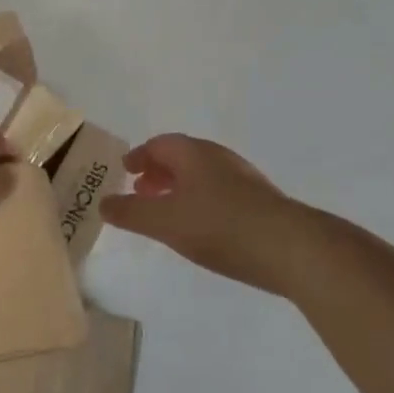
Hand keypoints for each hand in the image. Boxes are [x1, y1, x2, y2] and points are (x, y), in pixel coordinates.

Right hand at [100, 133, 298, 290]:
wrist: (291, 248)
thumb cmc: (219, 226)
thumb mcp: (164, 222)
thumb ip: (130, 213)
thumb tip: (103, 203)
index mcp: (194, 154)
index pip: (160, 144)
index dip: (139, 155)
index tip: (125, 170)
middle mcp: (219, 158)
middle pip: (182, 157)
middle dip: (158, 171)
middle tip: (141, 190)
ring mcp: (244, 179)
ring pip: (202, 176)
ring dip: (179, 188)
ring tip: (167, 212)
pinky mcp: (260, 202)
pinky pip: (220, 193)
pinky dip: (200, 201)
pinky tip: (200, 227)